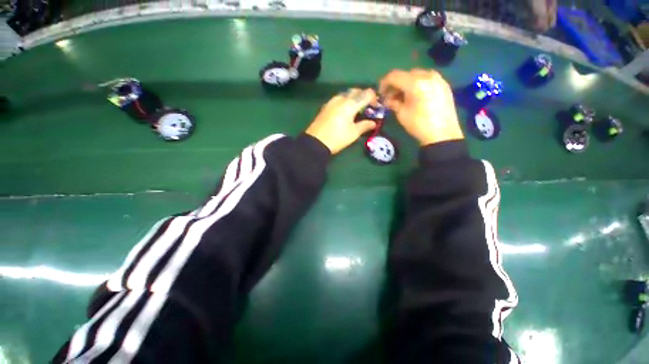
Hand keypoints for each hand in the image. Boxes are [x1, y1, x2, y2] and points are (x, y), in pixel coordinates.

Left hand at [306, 88, 377, 154]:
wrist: (316, 142)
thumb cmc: (337, 138)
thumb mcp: (353, 133)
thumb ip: (365, 125)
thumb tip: (373, 123)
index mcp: (350, 104)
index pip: (366, 94)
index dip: (374, 99)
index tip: (375, 108)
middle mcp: (341, 98)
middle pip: (356, 91)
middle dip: (364, 96)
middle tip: (367, 108)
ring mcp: (331, 101)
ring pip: (346, 94)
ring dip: (353, 98)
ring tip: (356, 111)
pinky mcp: (325, 106)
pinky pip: (338, 99)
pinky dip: (345, 102)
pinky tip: (345, 112)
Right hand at [379, 69, 462, 145]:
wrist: (442, 134)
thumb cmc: (418, 124)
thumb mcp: (401, 114)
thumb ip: (393, 103)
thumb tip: (388, 100)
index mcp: (415, 83)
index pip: (394, 76)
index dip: (384, 83)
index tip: (380, 93)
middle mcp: (427, 75)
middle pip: (406, 74)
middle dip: (396, 84)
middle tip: (391, 96)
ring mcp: (438, 79)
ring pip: (417, 75)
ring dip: (407, 83)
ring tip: (403, 97)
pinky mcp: (444, 85)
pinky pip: (427, 79)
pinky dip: (418, 84)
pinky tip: (415, 96)